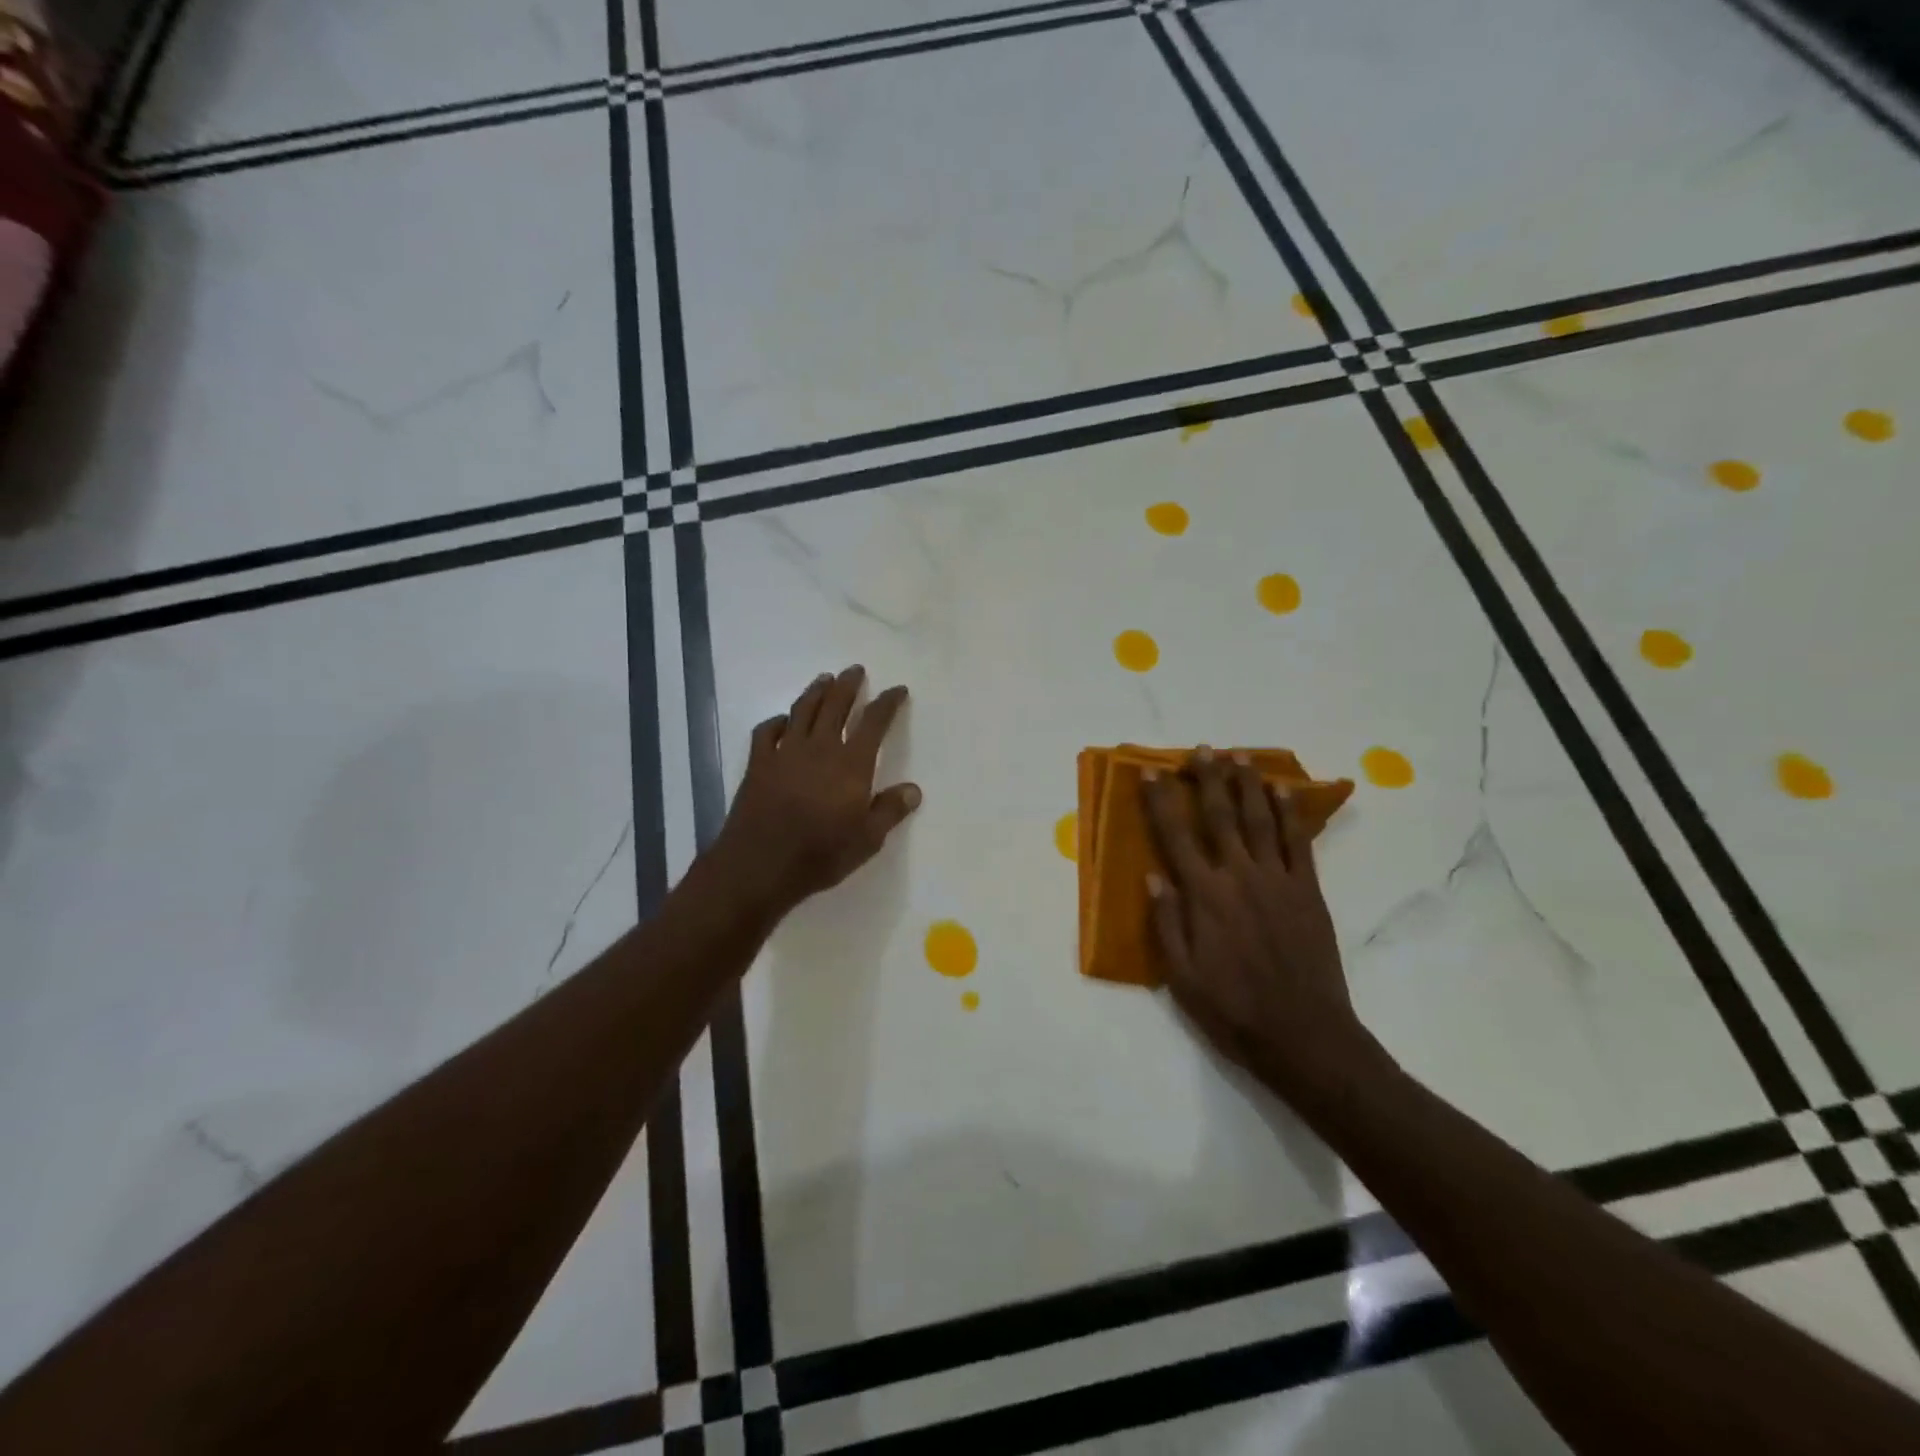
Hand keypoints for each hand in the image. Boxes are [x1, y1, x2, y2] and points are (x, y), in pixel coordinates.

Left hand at [711, 665, 920, 915]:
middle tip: (855, 670)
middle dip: (848, 685)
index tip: (898, 690)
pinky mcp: (758, 764)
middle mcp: (819, 748)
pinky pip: (767, 732)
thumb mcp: (867, 840)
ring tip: (825, 679)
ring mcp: (785, 753)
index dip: (888, 703)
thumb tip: (913, 789)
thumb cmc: (820, 855)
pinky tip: (783, 720)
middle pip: (835, 706)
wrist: (760, 865)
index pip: (874, 723)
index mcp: (851, 764)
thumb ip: (890, 810)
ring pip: (802, 710)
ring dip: (816, 692)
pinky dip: (777, 721)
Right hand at [1143, 749, 1370, 1099]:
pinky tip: (1284, 791)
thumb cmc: (1232, 1009)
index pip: (1176, 838)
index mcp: (1204, 897)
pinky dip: (1291, 814)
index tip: (1152, 774)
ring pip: (1261, 820)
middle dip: (1208, 779)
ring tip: (1240, 757)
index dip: (1162, 803)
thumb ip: (1166, 923)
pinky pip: (1299, 843)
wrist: (1303, 1035)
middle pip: (1220, 817)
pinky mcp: (1309, 892)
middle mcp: (1239, 877)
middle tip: (1202, 749)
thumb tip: (1153, 876)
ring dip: (1248, 785)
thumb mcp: (1181, 977)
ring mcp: (1279, 881)